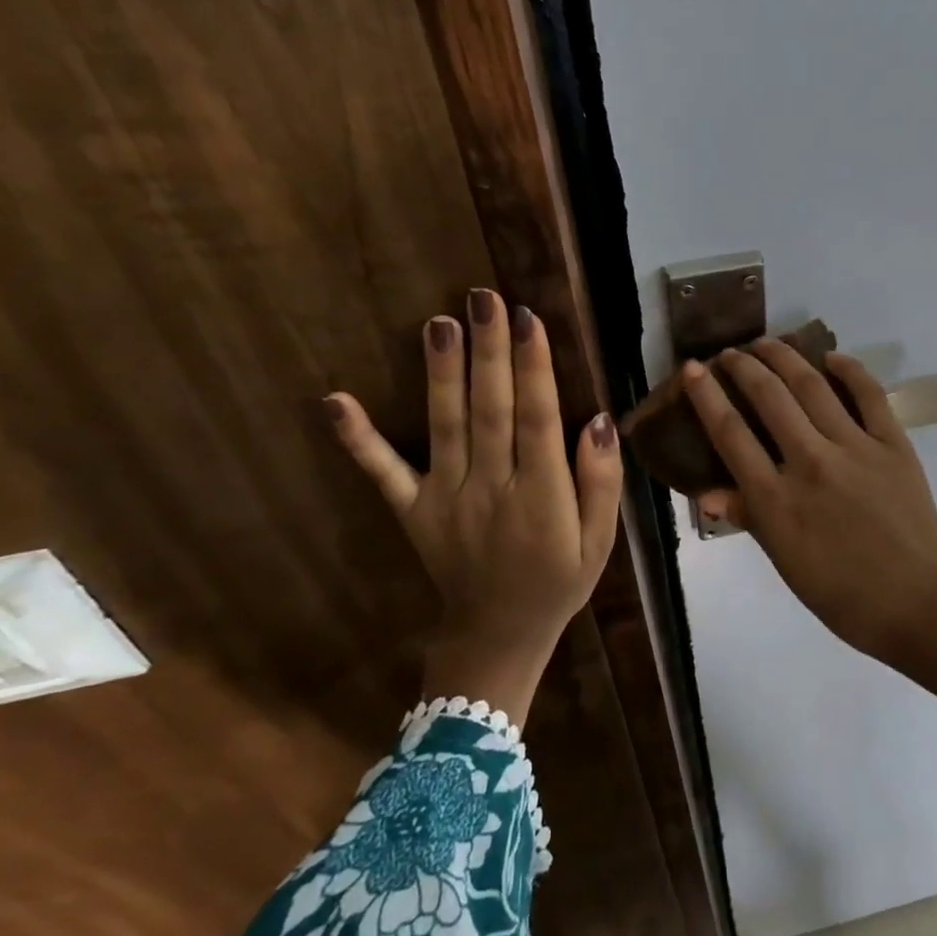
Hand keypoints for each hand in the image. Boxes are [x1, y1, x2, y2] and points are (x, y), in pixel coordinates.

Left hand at [324, 291, 622, 721]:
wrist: (497, 636)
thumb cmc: (559, 581)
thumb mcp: (600, 540)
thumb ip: (601, 481)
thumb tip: (597, 419)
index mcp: (541, 498)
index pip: (537, 419)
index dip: (533, 368)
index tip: (528, 319)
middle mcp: (491, 491)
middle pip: (490, 411)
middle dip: (488, 352)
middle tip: (481, 299)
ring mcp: (445, 500)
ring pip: (445, 427)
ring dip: (441, 374)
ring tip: (438, 324)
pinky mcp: (412, 511)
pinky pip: (384, 473)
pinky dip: (359, 439)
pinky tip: (335, 401)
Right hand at [684, 340, 936, 662]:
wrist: (917, 602)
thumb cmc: (841, 593)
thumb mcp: (784, 561)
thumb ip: (749, 517)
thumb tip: (709, 493)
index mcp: (776, 500)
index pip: (731, 434)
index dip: (707, 396)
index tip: (694, 369)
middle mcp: (810, 463)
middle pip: (769, 398)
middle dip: (743, 366)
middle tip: (730, 352)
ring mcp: (855, 449)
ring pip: (812, 387)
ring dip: (784, 357)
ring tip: (766, 342)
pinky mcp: (893, 444)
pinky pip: (868, 395)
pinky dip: (849, 370)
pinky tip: (830, 357)